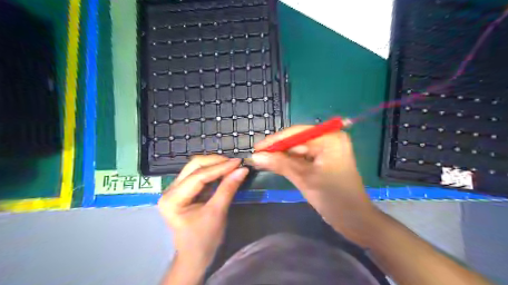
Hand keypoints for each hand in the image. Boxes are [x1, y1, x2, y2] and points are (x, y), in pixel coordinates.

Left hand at [157, 156, 247, 267]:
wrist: (195, 256)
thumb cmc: (204, 239)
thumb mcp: (217, 213)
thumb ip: (228, 189)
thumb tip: (242, 169)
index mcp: (173, 199)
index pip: (198, 176)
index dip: (220, 167)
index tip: (239, 162)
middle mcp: (170, 190)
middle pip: (194, 166)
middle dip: (216, 162)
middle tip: (236, 163)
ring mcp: (176, 188)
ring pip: (196, 167)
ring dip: (215, 164)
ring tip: (232, 166)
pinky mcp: (184, 190)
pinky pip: (199, 174)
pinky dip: (214, 171)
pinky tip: (225, 171)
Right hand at [252, 126, 378, 244]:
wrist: (356, 220)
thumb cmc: (333, 198)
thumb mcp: (304, 179)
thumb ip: (280, 164)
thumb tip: (255, 156)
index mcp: (329, 138)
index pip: (296, 133)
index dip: (274, 141)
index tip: (256, 149)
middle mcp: (329, 139)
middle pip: (297, 140)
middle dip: (278, 149)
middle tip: (257, 157)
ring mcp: (328, 149)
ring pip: (298, 149)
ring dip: (282, 156)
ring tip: (263, 161)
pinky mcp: (325, 159)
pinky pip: (304, 157)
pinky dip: (290, 162)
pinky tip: (277, 164)